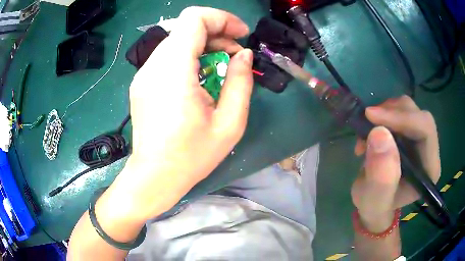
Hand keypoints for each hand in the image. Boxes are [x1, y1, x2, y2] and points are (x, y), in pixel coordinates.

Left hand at [116, 7, 252, 219]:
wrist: (154, 176)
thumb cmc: (191, 156)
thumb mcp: (229, 123)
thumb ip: (240, 82)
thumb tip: (243, 55)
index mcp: (174, 70)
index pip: (193, 18)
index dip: (221, 18)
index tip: (240, 34)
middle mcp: (153, 65)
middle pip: (186, 27)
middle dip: (216, 33)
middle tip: (235, 55)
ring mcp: (144, 73)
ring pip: (177, 40)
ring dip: (203, 46)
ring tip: (220, 68)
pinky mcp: (142, 82)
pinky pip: (168, 56)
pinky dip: (188, 57)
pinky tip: (199, 79)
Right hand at [351, 95, 439, 231]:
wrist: (375, 203)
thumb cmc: (376, 206)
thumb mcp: (374, 200)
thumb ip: (381, 177)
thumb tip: (379, 134)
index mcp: (429, 168)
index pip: (425, 129)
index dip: (402, 118)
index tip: (371, 116)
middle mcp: (429, 150)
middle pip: (418, 114)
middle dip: (391, 114)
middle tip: (367, 123)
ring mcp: (420, 138)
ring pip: (407, 108)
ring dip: (384, 114)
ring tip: (366, 135)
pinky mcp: (410, 132)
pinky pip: (398, 110)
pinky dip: (381, 115)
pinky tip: (370, 133)